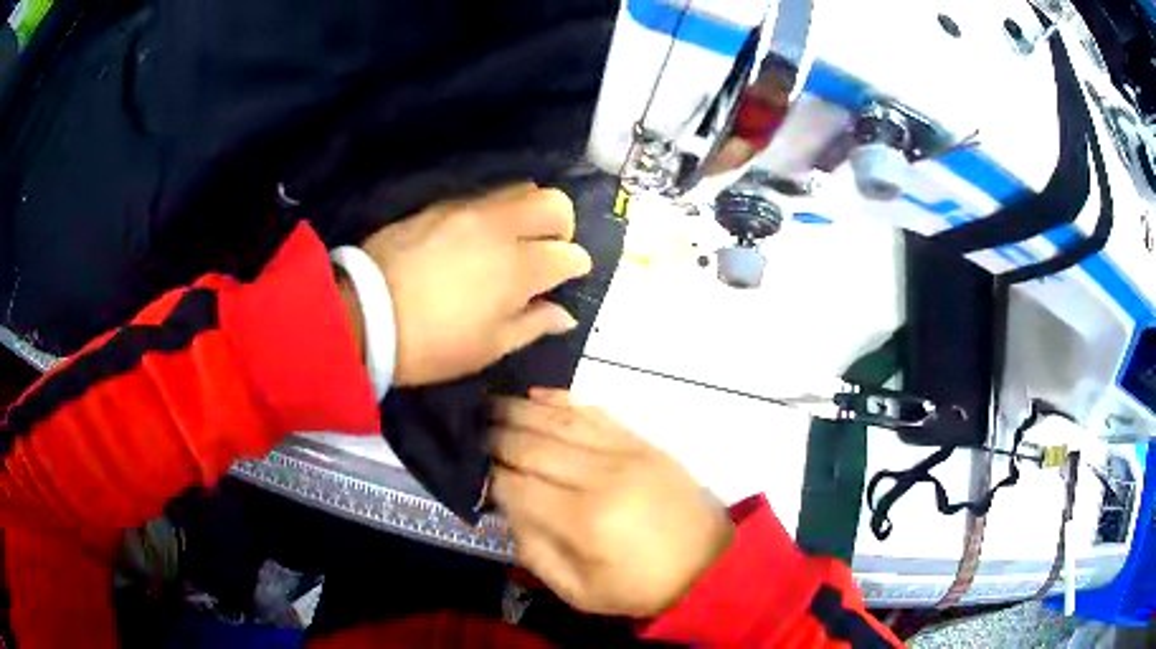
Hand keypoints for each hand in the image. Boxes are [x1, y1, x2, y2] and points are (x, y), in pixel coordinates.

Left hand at [360, 184, 591, 386]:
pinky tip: (477, 237)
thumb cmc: (433, 344)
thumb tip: (565, 314)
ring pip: (520, 189)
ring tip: (514, 239)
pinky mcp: (440, 206)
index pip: (569, 254)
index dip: (576, 266)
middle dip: (563, 224)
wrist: (365, 315)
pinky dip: (495, 212)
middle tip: (548, 249)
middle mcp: (502, 228)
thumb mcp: (490, 347)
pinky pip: (483, 197)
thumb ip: (534, 324)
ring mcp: (468, 211)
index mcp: (520, 269)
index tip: (569, 277)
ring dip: (530, 211)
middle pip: (554, 202)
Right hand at [490, 389, 732, 617]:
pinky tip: (538, 395)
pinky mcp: (642, 442)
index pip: (517, 486)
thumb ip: (536, 553)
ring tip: (492, 404)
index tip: (469, 468)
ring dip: (521, 409)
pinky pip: (595, 412)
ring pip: (560, 420)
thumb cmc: (641, 585)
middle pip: (533, 445)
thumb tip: (510, 511)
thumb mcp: (580, 591)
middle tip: (471, 428)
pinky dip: (563, 399)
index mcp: (582, 521)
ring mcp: (624, 453)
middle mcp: (599, 477)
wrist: (709, 563)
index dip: (488, 475)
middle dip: (495, 435)